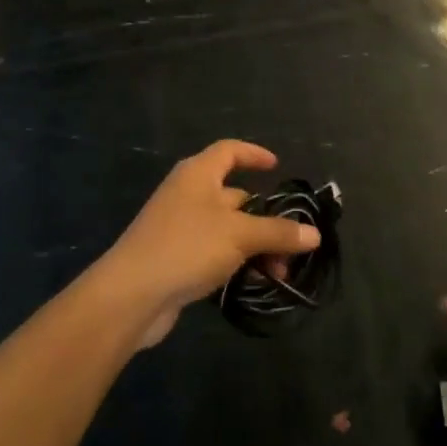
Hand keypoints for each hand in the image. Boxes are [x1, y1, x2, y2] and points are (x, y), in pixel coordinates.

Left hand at [98, 141, 319, 346]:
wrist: (132, 294)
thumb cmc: (187, 247)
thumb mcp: (239, 235)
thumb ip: (278, 232)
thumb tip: (314, 234)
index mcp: (198, 174)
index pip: (229, 151)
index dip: (254, 154)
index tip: (277, 166)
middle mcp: (188, 194)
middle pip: (235, 196)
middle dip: (266, 219)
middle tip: (292, 245)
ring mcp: (180, 227)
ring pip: (228, 229)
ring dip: (255, 247)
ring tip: (279, 273)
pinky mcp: (176, 258)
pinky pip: (215, 252)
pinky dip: (236, 263)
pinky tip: (253, 284)